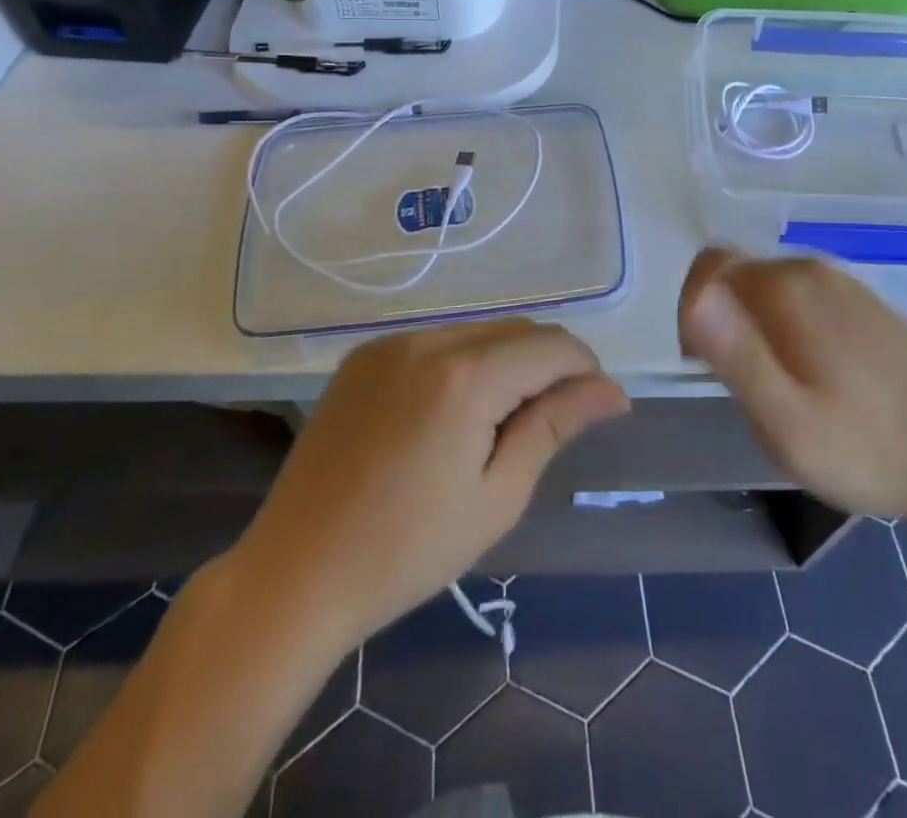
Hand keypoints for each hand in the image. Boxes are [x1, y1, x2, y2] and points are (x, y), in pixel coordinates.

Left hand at [236, 321, 629, 645]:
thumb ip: (555, 425)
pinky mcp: (364, 356)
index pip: (553, 346)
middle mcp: (428, 340)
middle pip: (518, 330)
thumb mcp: (498, 496)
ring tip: (497, 424)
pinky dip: (463, 362)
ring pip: (479, 330)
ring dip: (507, 361)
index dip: (585, 371)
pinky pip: (437, 341)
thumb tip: (612, 390)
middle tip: (547, 425)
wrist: (294, 575)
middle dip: (548, 365)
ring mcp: (391, 344)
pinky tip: (449, 415)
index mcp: (466, 376)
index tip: (594, 410)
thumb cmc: (407, 551)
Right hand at [678, 249, 906, 541]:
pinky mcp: (872, 308)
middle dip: (725, 322)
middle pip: (741, 278)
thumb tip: (694, 295)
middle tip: (746, 389)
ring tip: (782, 392)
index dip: (693, 312)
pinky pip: (808, 302)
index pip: (710, 268)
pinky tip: (822, 383)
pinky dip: (792, 330)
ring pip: (774, 291)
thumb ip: (733, 352)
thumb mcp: (784, 419)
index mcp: (787, 287)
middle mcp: (815, 271)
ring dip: (759, 329)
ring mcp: (849, 287)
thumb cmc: (868, 447)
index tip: (706, 366)